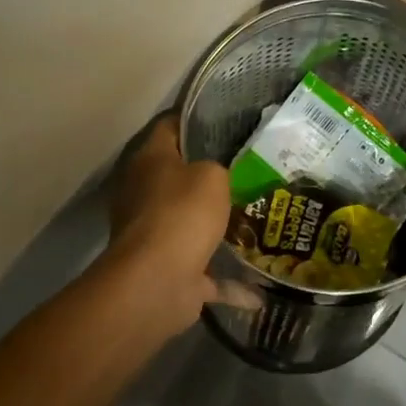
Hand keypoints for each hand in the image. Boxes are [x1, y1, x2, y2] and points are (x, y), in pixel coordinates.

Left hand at [101, 114, 249, 337]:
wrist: (156, 283)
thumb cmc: (182, 213)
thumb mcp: (212, 174)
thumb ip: (218, 168)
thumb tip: (216, 177)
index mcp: (149, 162)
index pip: (169, 127)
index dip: (195, 119)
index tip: (227, 117)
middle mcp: (144, 195)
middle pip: (179, 176)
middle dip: (211, 175)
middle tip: (252, 166)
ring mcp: (154, 236)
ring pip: (191, 224)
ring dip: (218, 228)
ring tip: (259, 218)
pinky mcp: (170, 273)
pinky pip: (206, 273)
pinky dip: (230, 282)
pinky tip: (261, 288)